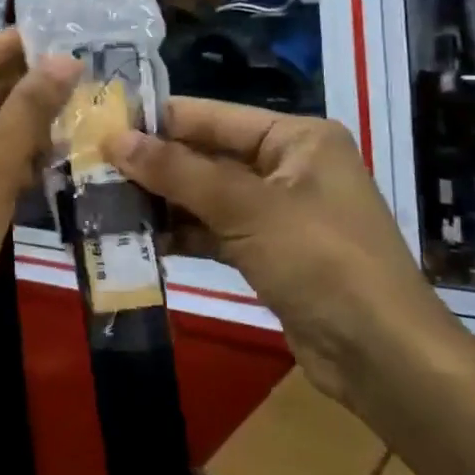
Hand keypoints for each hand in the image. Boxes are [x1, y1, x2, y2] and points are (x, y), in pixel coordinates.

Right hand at [105, 100, 450, 405]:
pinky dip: (183, 234)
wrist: (382, 357)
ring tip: (104, 204)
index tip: (100, 126)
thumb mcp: (247, 209)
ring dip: (163, 203)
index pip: (212, 117)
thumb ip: (178, 173)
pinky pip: (216, 231)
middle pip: (207, 156)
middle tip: (92, 170)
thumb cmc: (321, 262)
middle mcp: (288, 166)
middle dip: (154, 166)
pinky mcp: (269, 252)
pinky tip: (141, 240)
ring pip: (207, 196)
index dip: (157, 121)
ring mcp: (279, 211)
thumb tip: (115, 139)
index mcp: (295, 138)